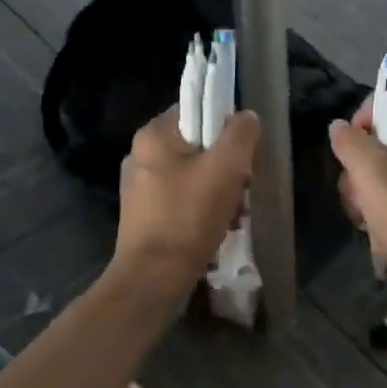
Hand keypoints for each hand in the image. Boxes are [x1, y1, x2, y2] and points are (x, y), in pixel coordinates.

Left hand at [114, 107, 259, 297]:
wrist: (153, 278)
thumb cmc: (188, 217)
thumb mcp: (225, 169)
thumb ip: (240, 135)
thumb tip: (246, 116)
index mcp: (153, 135)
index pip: (195, 109)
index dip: (225, 125)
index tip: (242, 151)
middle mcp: (140, 155)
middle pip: (197, 144)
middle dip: (226, 165)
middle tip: (243, 187)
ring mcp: (140, 186)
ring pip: (192, 174)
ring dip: (219, 190)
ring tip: (235, 213)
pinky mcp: (144, 214)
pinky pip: (182, 198)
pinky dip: (203, 208)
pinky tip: (219, 227)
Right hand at [330, 102, 386, 291]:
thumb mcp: (376, 179)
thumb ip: (353, 144)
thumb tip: (339, 128)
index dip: (370, 117)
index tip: (351, 146)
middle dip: (361, 163)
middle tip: (358, 190)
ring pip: (384, 169)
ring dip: (363, 189)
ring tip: (362, 216)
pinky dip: (376, 207)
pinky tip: (370, 228)